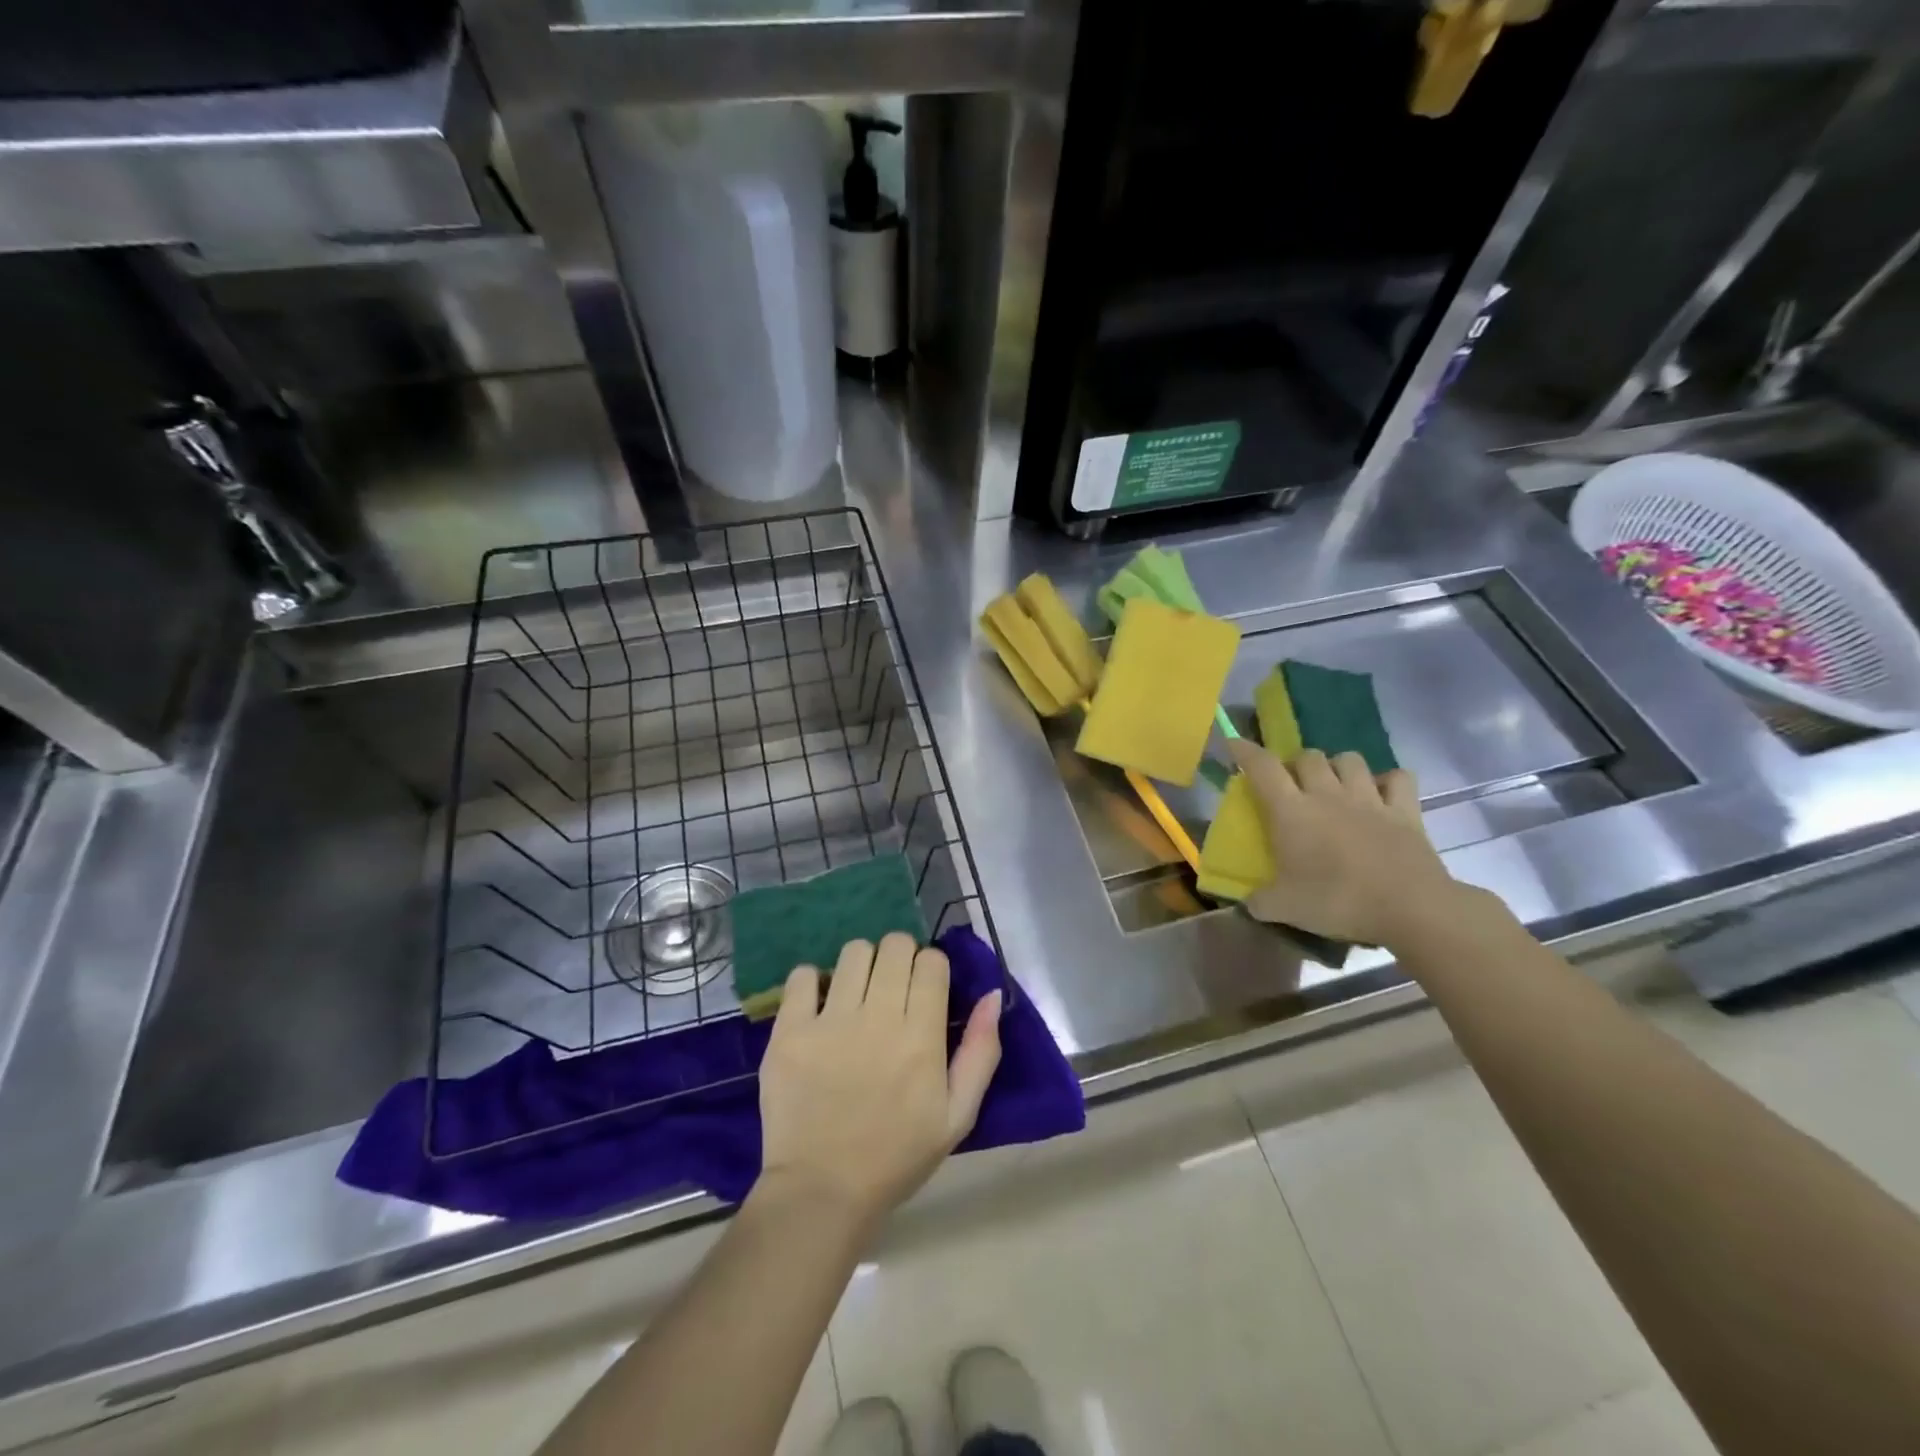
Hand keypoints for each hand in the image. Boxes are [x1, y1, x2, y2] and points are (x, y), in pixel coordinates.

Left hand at [757, 933, 1002, 1228]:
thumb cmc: (897, 1156)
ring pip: (853, 952)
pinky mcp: (790, 1031)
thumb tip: (990, 995)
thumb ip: (981, 1052)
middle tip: (892, 985)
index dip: (931, 967)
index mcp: (921, 1037)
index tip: (924, 988)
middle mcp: (878, 1018)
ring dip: (861, 964)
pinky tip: (818, 1005)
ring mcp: (830, 1022)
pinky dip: (812, 981)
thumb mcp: (957, 1116)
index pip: (931, 962)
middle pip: (895, 946)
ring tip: (856, 992)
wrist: (822, 1192)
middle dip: (900, 957)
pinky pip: (801, 976)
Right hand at [1229, 740, 1462, 948]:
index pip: (1262, 767)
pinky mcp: (1405, 811)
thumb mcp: (1284, 908)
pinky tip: (1382, 793)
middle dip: (1297, 763)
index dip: (1245, 751)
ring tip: (1335, 784)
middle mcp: (1327, 794)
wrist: (1410, 908)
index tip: (1234, 744)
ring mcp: (1369, 799)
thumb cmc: (1338, 902)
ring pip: (1350, 759)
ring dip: (1337, 766)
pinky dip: (1388, 780)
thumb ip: (1259, 901)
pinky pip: (1398, 778)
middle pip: (1308, 756)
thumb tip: (1247, 902)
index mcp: (1291, 811)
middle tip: (1293, 784)